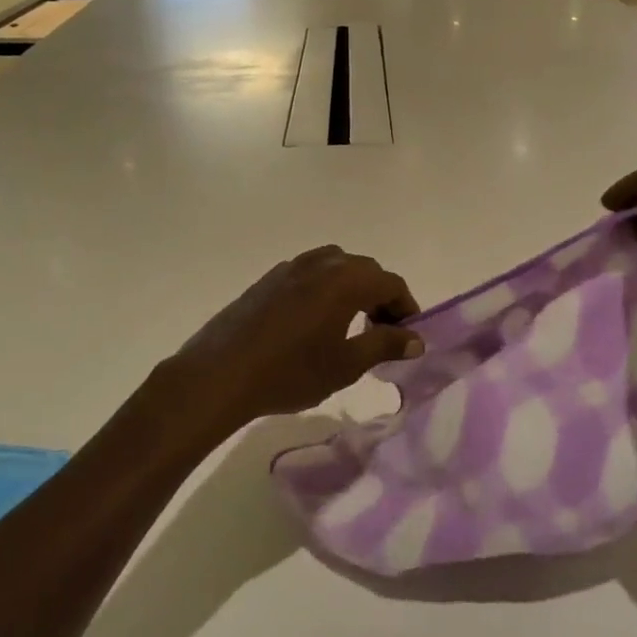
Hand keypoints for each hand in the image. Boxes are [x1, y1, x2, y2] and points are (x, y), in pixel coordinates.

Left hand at [146, 246, 423, 445]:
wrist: (221, 373)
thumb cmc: (290, 371)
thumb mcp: (345, 365)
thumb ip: (384, 345)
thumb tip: (415, 338)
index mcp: (345, 280)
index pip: (390, 282)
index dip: (406, 306)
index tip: (409, 335)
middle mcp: (321, 263)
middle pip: (364, 270)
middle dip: (381, 296)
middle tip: (383, 331)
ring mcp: (291, 267)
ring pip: (335, 267)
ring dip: (352, 289)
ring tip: (350, 325)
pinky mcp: (268, 279)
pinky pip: (309, 273)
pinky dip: (325, 289)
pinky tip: (315, 322)